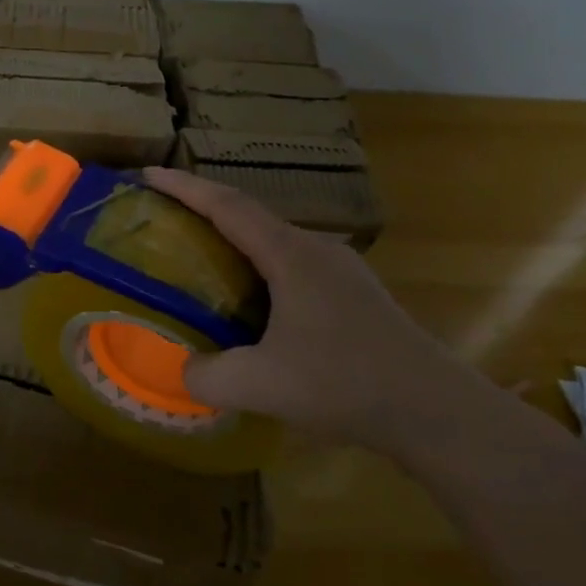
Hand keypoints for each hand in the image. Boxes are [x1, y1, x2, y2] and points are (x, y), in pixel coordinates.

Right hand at [144, 168, 498, 454]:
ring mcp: (340, 270)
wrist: (436, 410)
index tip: (148, 174)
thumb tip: (181, 370)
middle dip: (204, 208)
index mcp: (289, 255)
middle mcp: (314, 250)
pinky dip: (258, 267)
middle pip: (249, 215)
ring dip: (233, 240)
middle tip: (165, 218)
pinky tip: (251, 302)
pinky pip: (291, 265)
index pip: (227, 205)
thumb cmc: (345, 383)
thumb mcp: (261, 385)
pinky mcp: (353, 294)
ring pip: (273, 241)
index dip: (184, 187)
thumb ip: (207, 376)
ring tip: (200, 257)